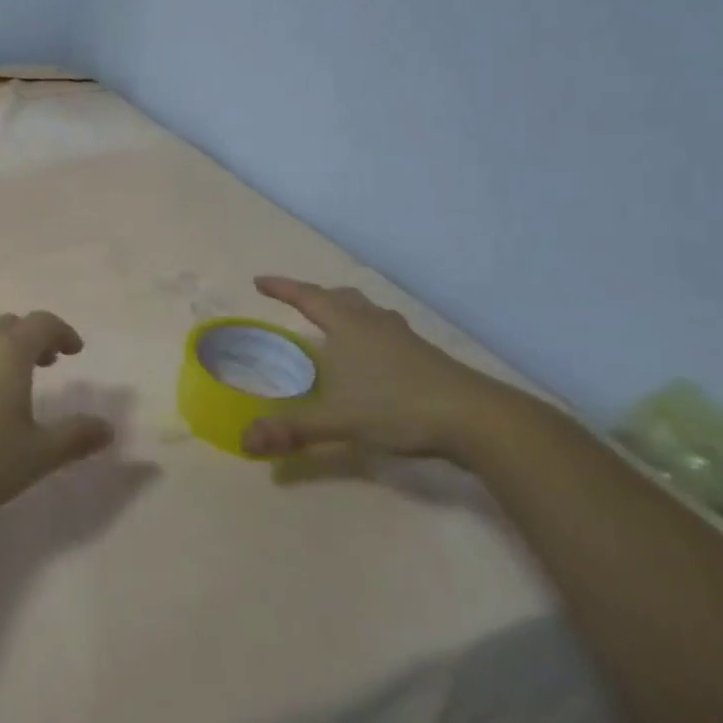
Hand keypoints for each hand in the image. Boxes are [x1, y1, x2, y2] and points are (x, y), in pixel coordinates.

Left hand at [0, 311, 114, 523]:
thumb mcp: (36, 455)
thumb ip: (74, 438)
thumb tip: (108, 428)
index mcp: (8, 351)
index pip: (42, 323)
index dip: (62, 332)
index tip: (74, 351)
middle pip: (9, 325)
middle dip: (32, 339)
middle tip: (47, 365)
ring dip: (1, 351)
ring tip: (10, 384)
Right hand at [240, 277, 502, 459]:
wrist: (477, 419)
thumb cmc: (398, 407)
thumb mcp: (337, 421)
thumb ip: (292, 430)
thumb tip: (245, 441)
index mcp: (348, 326)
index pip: (307, 297)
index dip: (282, 288)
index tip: (259, 281)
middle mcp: (374, 323)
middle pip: (341, 298)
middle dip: (315, 297)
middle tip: (297, 302)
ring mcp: (405, 338)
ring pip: (368, 312)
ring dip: (346, 312)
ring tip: (335, 325)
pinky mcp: (427, 357)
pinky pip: (386, 331)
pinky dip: (369, 333)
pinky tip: (372, 358)